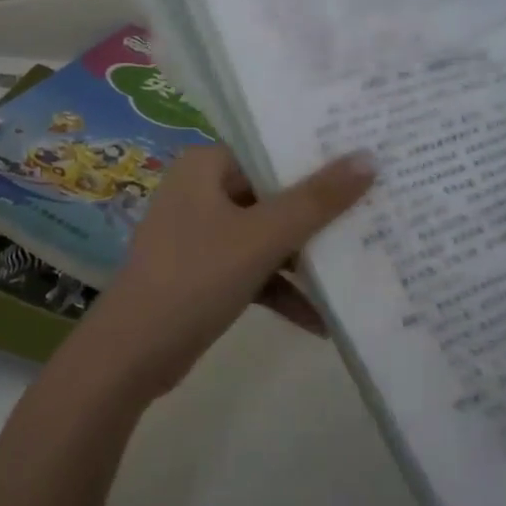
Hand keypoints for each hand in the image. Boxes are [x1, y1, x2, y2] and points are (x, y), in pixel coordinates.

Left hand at [68, 145, 375, 398]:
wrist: (132, 355)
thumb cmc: (196, 277)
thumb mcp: (262, 237)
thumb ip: (316, 200)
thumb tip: (368, 158)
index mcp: (206, 166)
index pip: (270, 150)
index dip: (317, 159)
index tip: (367, 164)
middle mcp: (201, 191)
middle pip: (273, 194)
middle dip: (318, 215)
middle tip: (373, 215)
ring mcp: (201, 234)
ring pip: (266, 235)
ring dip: (304, 260)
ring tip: (357, 270)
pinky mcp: (204, 273)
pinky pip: (253, 269)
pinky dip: (281, 291)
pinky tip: (320, 322)